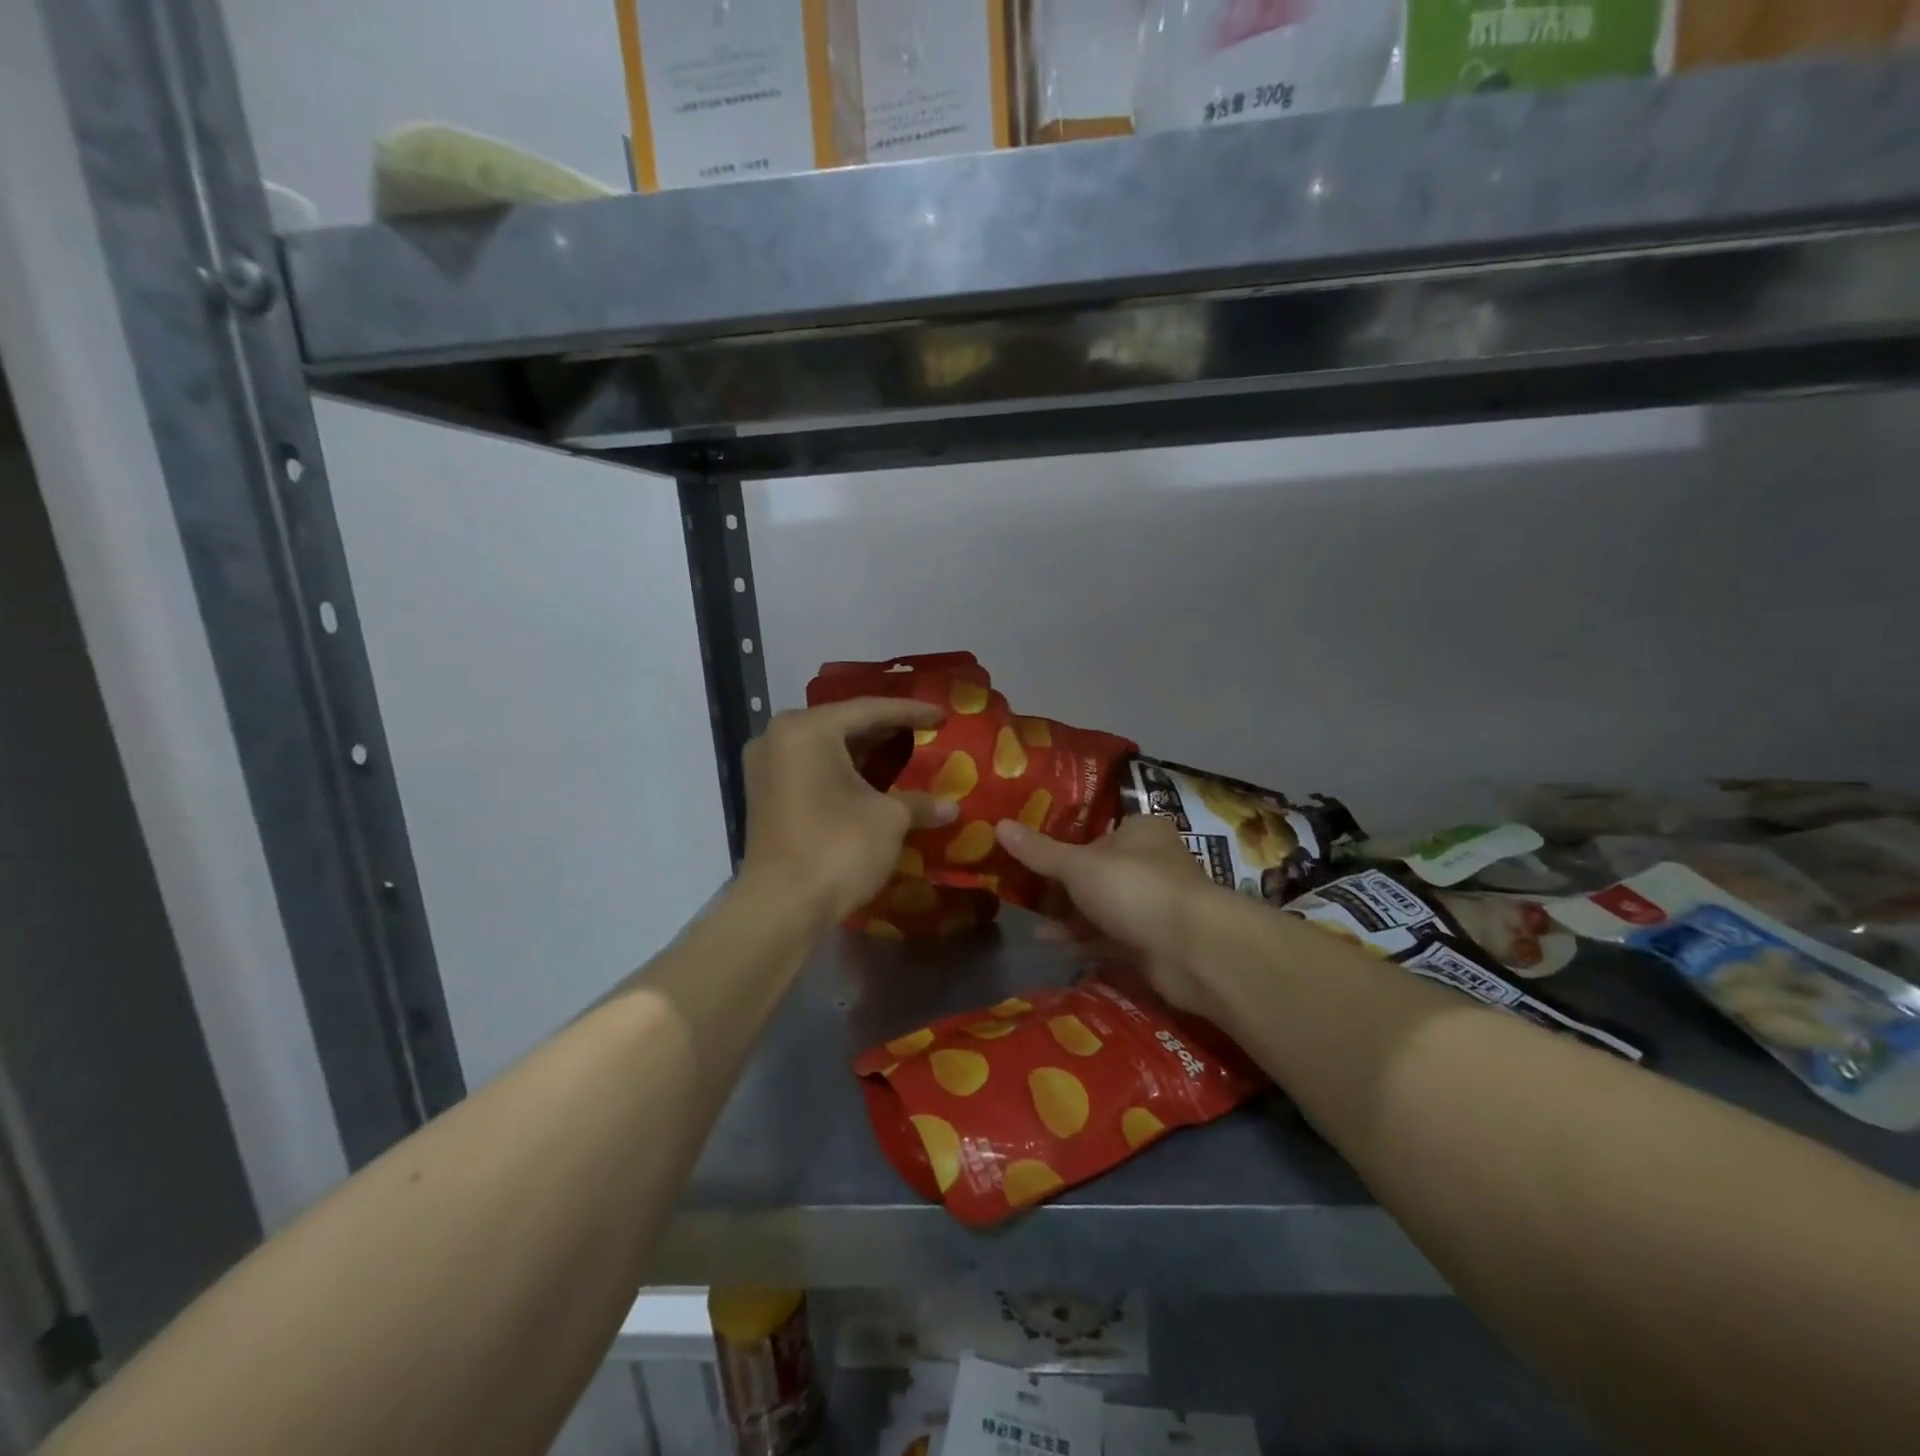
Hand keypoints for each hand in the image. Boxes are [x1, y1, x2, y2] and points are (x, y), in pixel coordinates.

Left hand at [740, 699, 957, 922]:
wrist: (782, 907)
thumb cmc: (838, 848)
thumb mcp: (889, 820)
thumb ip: (920, 803)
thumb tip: (951, 808)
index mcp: (807, 729)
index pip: (870, 710)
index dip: (911, 713)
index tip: (943, 715)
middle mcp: (779, 737)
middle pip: (844, 724)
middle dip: (887, 730)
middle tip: (926, 732)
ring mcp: (766, 766)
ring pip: (826, 748)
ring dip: (865, 753)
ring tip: (906, 752)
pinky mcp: (765, 795)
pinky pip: (811, 769)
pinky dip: (843, 771)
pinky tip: (874, 780)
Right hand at [995, 815, 1217, 1016]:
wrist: (1192, 951)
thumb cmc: (1134, 888)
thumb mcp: (1078, 865)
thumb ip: (1039, 851)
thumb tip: (998, 825)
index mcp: (1140, 831)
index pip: (1096, 830)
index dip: (1062, 841)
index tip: (1028, 852)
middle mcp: (1149, 863)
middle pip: (1095, 870)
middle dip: (1060, 884)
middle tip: (1022, 889)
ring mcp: (1151, 905)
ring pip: (1101, 906)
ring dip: (1068, 915)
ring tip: (1029, 921)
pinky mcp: (1150, 942)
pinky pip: (1108, 938)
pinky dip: (1082, 940)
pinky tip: (1051, 945)